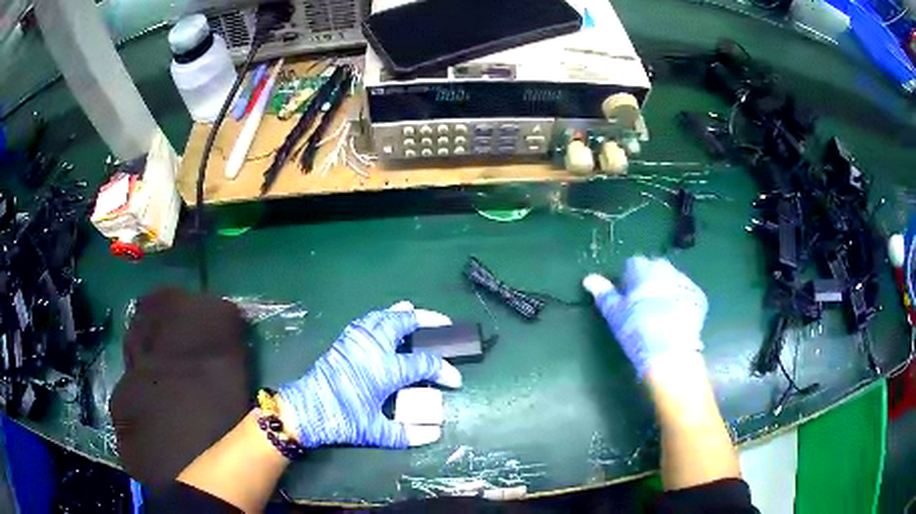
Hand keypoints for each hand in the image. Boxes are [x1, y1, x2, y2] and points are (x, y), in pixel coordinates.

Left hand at [277, 301, 461, 448]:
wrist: (306, 410)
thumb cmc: (342, 420)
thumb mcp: (376, 433)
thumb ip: (407, 434)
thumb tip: (435, 433)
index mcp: (385, 370)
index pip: (424, 363)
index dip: (444, 371)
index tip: (455, 380)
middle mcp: (373, 348)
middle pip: (403, 323)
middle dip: (427, 320)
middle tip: (444, 324)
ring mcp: (356, 341)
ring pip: (383, 316)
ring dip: (403, 314)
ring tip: (416, 314)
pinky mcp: (344, 341)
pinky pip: (367, 320)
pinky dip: (382, 316)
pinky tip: (385, 320)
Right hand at [582, 256, 707, 377]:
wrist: (669, 351)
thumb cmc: (636, 330)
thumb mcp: (614, 314)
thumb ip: (603, 293)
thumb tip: (588, 278)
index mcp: (643, 268)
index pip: (632, 264)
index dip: (628, 280)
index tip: (625, 297)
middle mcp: (666, 268)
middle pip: (655, 269)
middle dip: (649, 281)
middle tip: (643, 305)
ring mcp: (685, 282)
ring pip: (673, 280)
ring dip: (667, 290)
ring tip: (661, 314)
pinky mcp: (700, 297)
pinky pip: (687, 294)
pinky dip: (682, 302)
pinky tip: (677, 320)